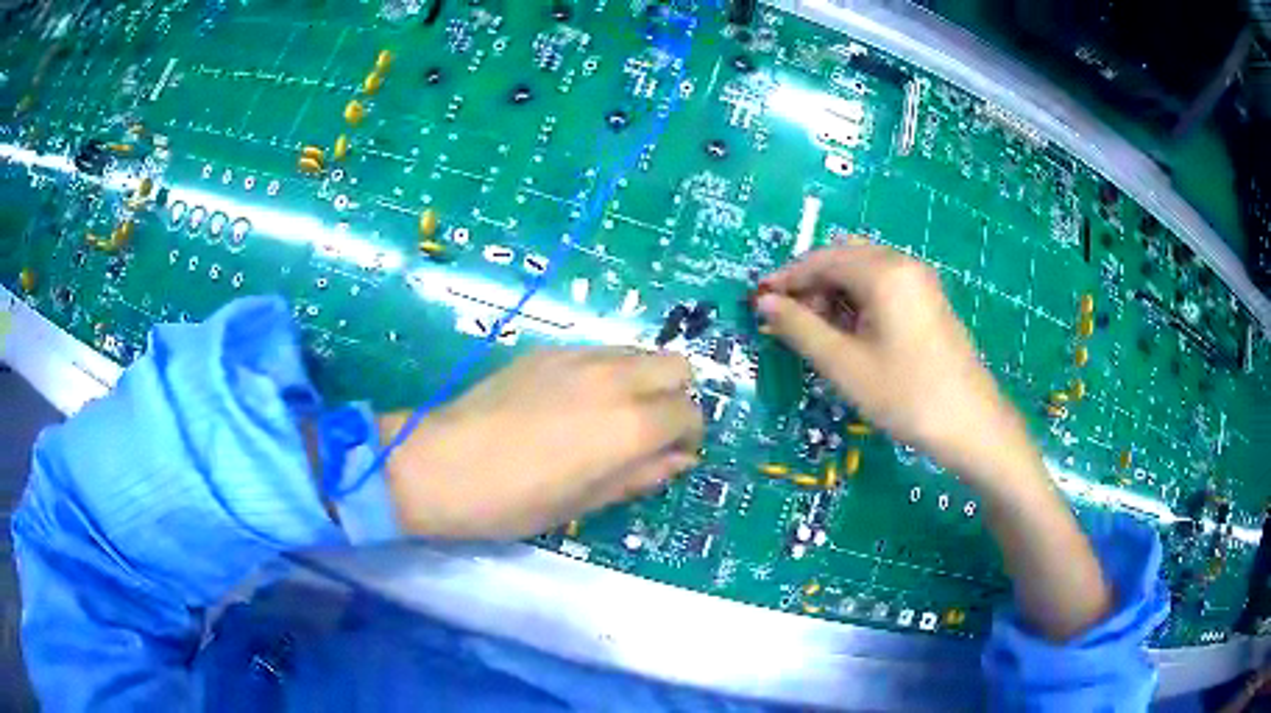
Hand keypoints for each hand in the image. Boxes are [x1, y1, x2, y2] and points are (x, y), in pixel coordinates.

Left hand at [379, 349, 703, 539]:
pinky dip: (607, 372)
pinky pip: (599, 351)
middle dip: (675, 397)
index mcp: (630, 423)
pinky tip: (573, 402)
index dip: (688, 436)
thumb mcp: (587, 500)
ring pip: (638, 351)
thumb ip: (641, 474)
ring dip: (643, 380)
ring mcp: (579, 356)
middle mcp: (615, 377)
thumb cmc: (517, 499)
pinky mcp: (548, 350)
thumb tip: (678, 460)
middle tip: (648, 431)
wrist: (443, 464)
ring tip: (611, 415)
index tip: (671, 456)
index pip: (690, 413)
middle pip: (676, 365)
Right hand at [755, 242, 1110, 641]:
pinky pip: (884, 288)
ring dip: (834, 295)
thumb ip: (800, 329)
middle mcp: (903, 264)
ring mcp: (921, 282)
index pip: (822, 259)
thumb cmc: (906, 396)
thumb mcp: (844, 366)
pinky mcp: (929, 302)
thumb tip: (765, 305)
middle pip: (843, 259)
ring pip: (863, 273)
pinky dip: (858, 303)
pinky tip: (851, 336)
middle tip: (790, 325)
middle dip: (811, 286)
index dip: (786, 279)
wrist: (972, 425)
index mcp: (884, 272)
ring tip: (817, 336)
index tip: (758, 303)